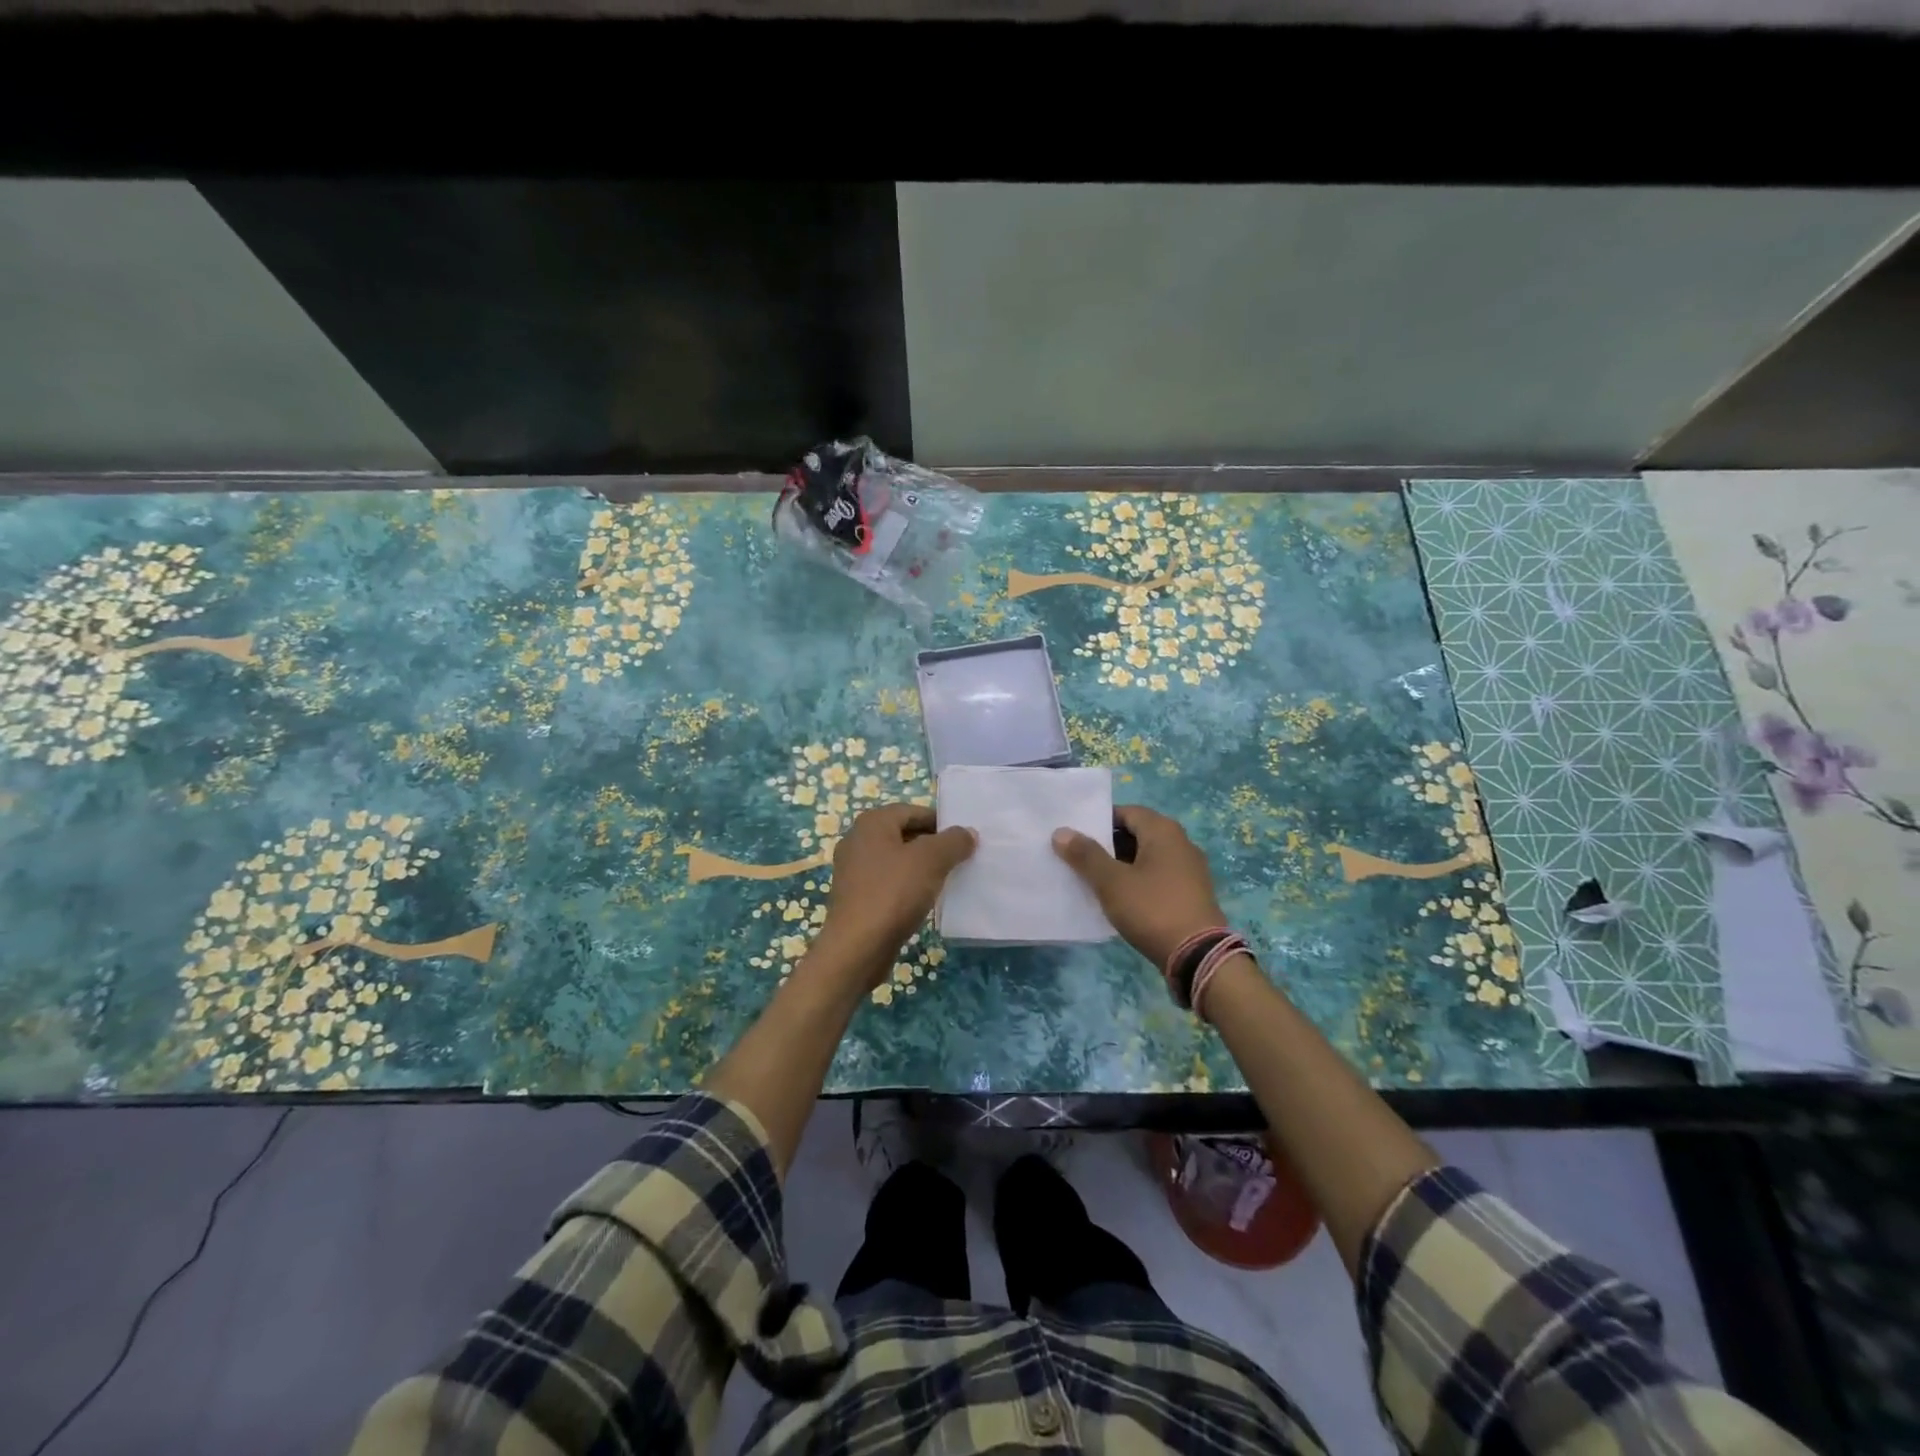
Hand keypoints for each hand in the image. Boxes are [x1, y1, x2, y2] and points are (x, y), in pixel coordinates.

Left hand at [812, 803, 975, 988]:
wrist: (857, 947)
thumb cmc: (894, 893)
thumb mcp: (932, 860)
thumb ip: (953, 841)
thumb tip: (967, 833)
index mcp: (872, 823)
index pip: (913, 811)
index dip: (941, 822)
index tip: (964, 839)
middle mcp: (858, 840)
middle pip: (904, 834)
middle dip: (933, 845)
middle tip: (960, 859)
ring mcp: (853, 870)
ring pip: (896, 860)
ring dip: (921, 867)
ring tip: (947, 880)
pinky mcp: (855, 896)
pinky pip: (888, 882)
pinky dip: (907, 886)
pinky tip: (924, 900)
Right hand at [1053, 805, 1225, 971]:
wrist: (1198, 955)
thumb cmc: (1152, 909)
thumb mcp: (1111, 882)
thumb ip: (1086, 855)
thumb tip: (1061, 832)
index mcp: (1163, 831)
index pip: (1126, 812)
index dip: (1099, 821)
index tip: (1076, 836)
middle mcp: (1181, 842)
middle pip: (1137, 833)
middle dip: (1108, 844)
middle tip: (1079, 858)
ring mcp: (1190, 869)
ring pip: (1147, 857)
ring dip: (1122, 864)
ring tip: (1094, 880)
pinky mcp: (1192, 893)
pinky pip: (1158, 876)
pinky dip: (1138, 881)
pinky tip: (1121, 898)